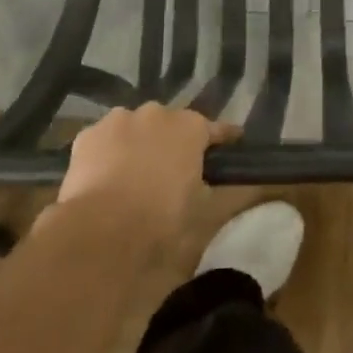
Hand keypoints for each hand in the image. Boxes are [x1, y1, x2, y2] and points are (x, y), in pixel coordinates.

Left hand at [54, 104, 238, 248]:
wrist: (97, 239)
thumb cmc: (162, 226)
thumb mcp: (209, 217)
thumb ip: (238, 195)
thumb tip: (266, 186)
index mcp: (191, 127)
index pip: (217, 130)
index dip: (225, 142)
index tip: (232, 151)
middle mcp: (157, 113)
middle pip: (172, 126)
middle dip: (174, 145)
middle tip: (174, 176)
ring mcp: (118, 121)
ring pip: (135, 129)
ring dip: (140, 145)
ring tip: (135, 179)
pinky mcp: (86, 136)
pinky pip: (106, 141)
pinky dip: (109, 155)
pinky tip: (105, 181)